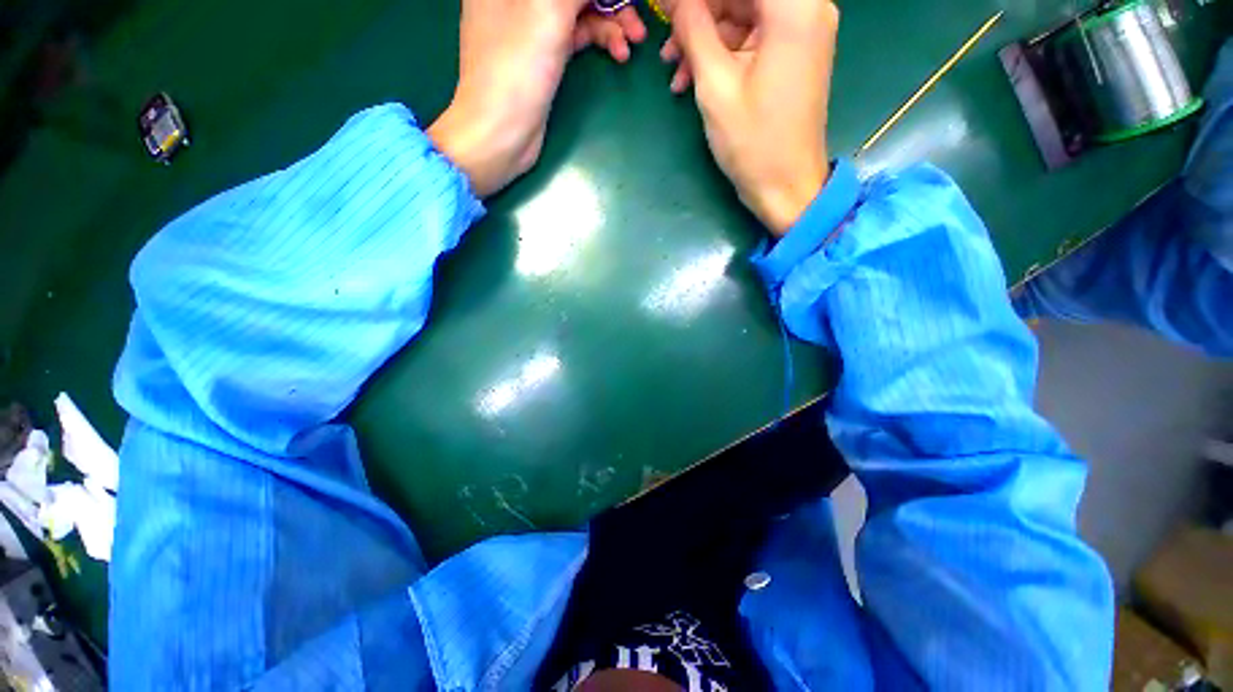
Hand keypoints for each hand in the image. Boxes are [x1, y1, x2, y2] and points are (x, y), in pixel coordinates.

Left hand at [429, 0, 646, 196]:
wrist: (500, 135)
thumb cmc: (516, 68)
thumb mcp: (548, 11)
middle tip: (637, 22)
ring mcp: (530, 25)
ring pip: (578, 10)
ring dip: (611, 21)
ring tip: (634, 40)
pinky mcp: (543, 54)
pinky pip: (577, 35)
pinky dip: (599, 39)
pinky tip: (618, 52)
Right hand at [664, 0, 837, 233]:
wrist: (786, 186)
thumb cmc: (752, 141)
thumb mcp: (715, 84)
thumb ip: (693, 28)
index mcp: (794, 6)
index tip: (668, 11)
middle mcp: (806, 7)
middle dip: (697, 15)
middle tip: (665, 45)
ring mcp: (800, 31)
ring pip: (741, 14)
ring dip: (704, 38)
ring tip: (673, 70)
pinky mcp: (792, 54)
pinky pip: (750, 38)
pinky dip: (721, 53)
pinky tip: (693, 79)